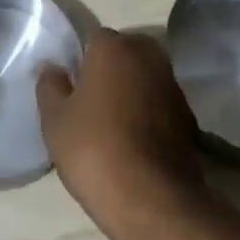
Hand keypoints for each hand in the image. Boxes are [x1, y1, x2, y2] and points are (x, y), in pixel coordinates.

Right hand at [37, 29, 205, 237]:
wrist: (153, 200)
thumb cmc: (95, 150)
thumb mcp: (55, 121)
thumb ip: (50, 87)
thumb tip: (53, 69)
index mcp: (113, 47)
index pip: (93, 40)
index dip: (81, 63)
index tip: (73, 91)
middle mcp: (147, 55)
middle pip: (123, 54)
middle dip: (110, 72)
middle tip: (92, 106)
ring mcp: (172, 84)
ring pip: (143, 78)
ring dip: (132, 92)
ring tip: (113, 128)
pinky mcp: (188, 115)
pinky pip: (160, 103)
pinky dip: (149, 114)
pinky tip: (136, 143)